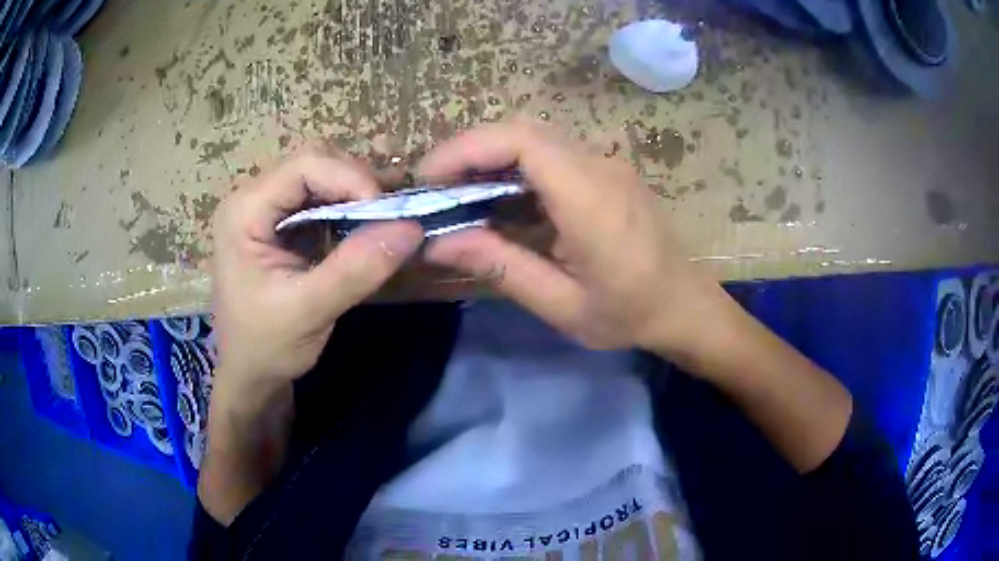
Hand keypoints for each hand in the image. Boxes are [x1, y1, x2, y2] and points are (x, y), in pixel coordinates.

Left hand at [210, 144, 423, 409]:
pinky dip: (349, 207)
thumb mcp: (310, 311)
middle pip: (314, 163)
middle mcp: (252, 198)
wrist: (250, 374)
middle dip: (356, 183)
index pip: (305, 166)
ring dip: (356, 194)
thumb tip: (412, 228)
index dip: (350, 178)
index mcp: (244, 211)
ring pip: (321, 176)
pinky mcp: (280, 223)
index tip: (385, 214)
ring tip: (384, 221)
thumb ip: (356, 269)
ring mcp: (266, 209)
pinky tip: (366, 227)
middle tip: (388, 218)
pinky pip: (321, 198)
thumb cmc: (267, 346)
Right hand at [420, 121, 731, 355]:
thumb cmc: (630, 314)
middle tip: (436, 189)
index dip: (467, 148)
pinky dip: (515, 168)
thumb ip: (501, 267)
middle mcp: (600, 167)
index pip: (522, 141)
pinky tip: (500, 200)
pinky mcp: (607, 172)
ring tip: (459, 195)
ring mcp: (607, 165)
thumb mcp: (562, 305)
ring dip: (490, 158)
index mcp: (591, 201)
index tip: (429, 178)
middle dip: (470, 152)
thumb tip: (438, 243)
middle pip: (523, 131)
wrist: (686, 306)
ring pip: (536, 139)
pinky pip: (553, 155)